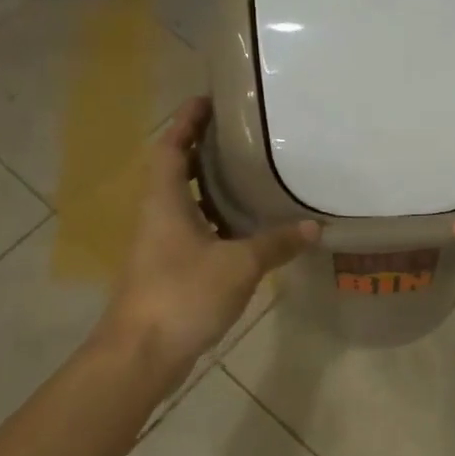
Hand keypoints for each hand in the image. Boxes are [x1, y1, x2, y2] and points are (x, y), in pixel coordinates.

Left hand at [101, 98, 316, 378]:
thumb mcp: (238, 265)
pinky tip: (245, 229)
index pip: (170, 147)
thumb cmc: (182, 295)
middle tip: (241, 136)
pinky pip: (193, 232)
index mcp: (164, 201)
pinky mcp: (167, 271)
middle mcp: (157, 216)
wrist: (141, 355)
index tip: (209, 100)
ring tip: (249, 175)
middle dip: (203, 150)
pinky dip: (216, 222)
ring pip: (184, 204)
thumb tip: (314, 227)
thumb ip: (276, 243)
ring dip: (210, 187)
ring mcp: (159, 246)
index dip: (186, 121)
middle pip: (175, 171)